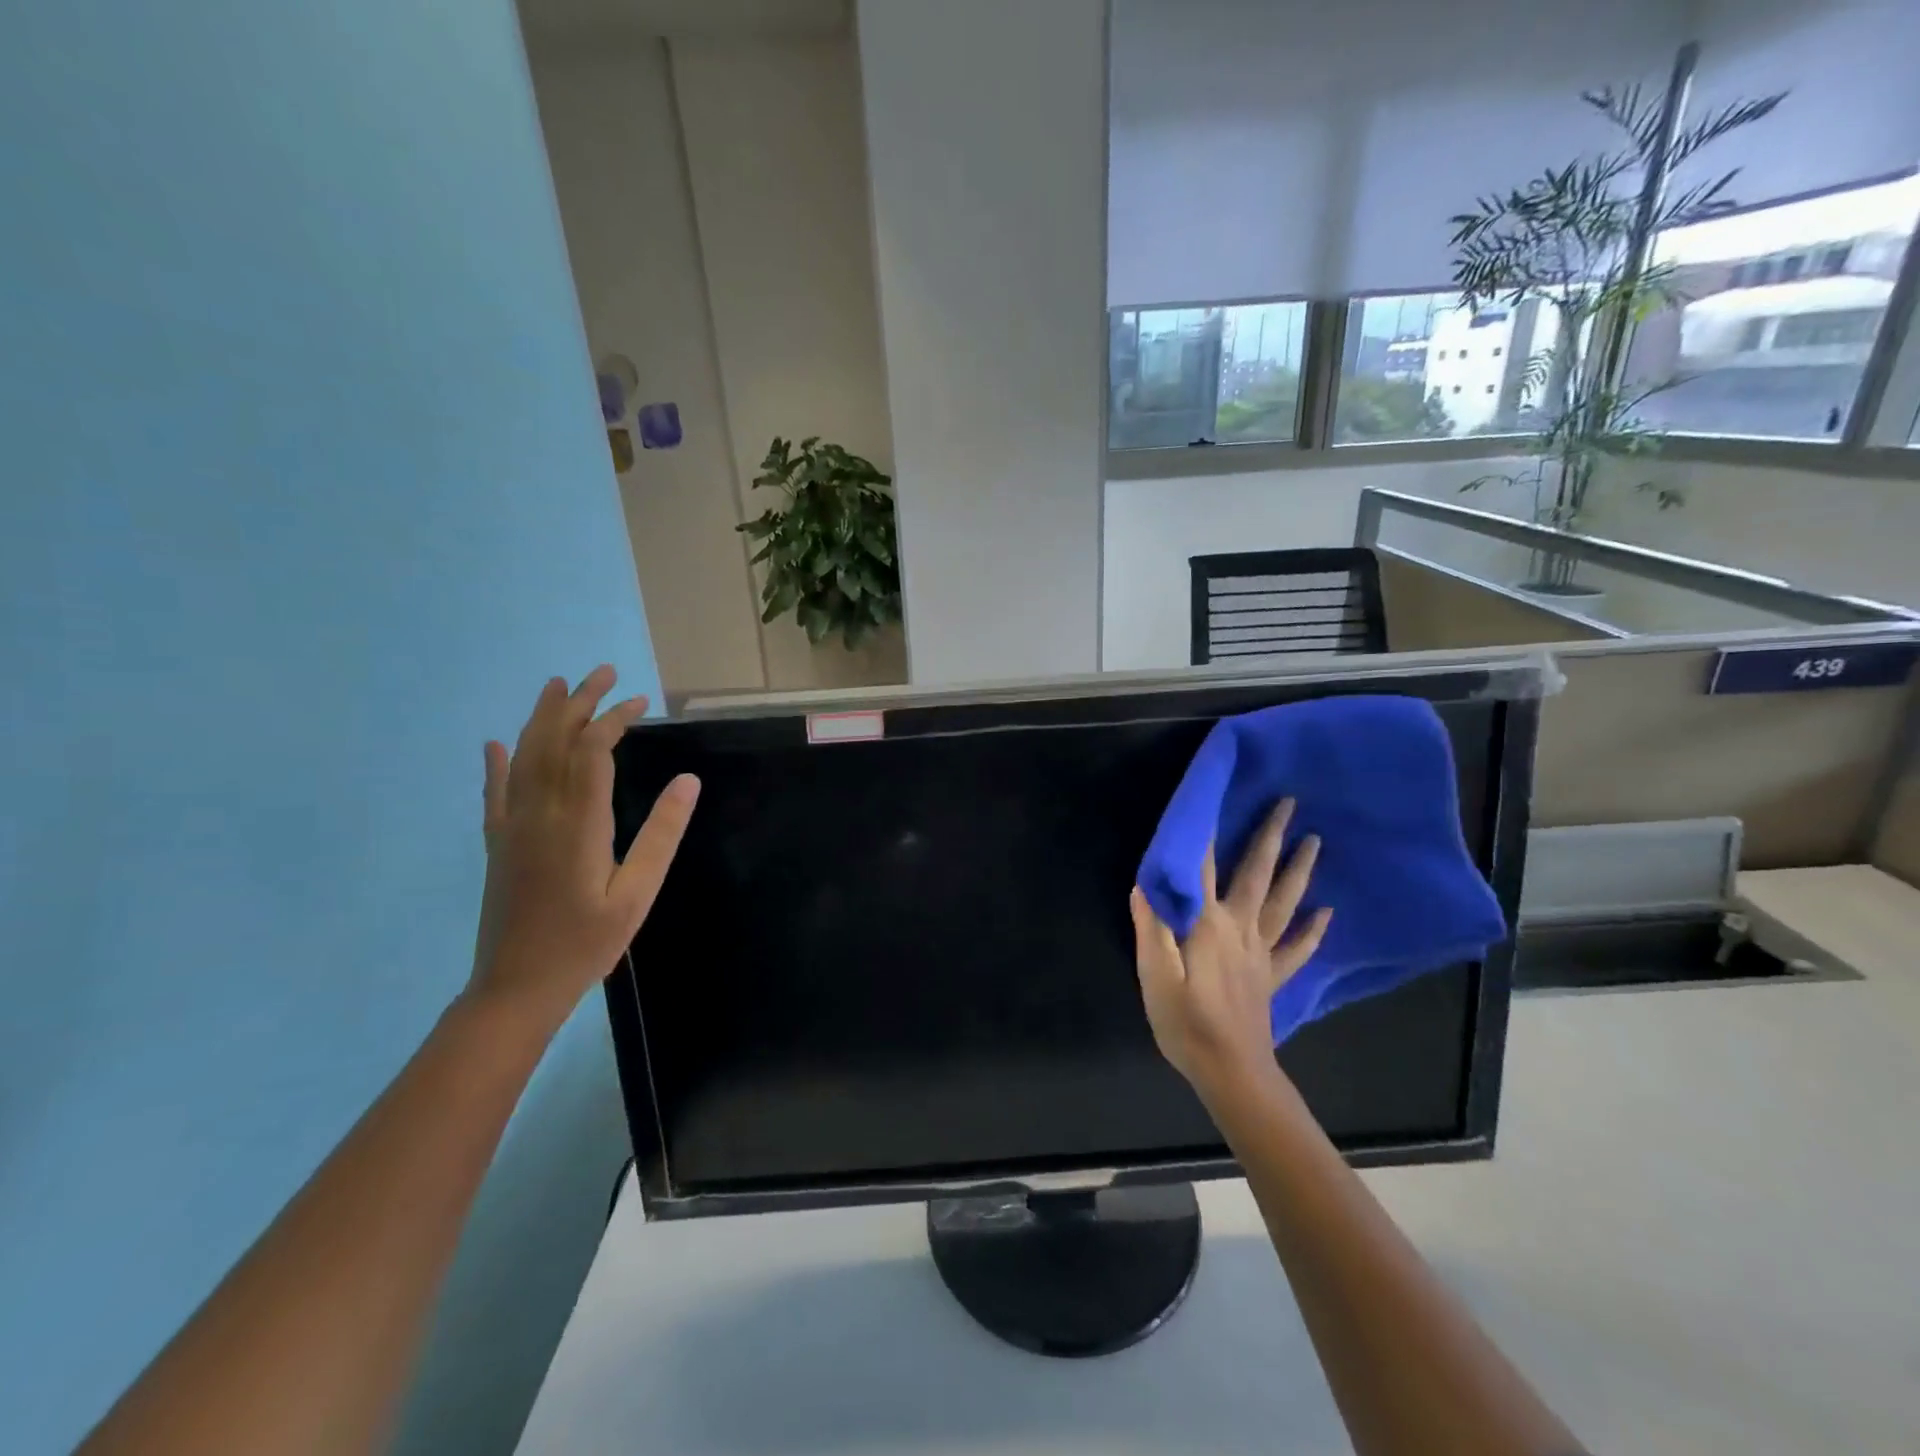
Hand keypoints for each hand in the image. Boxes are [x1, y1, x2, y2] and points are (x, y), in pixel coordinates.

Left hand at [469, 666, 698, 1031]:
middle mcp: (538, 814)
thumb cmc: (586, 943)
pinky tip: (496, 743)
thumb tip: (687, 782)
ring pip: (524, 757)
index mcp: (577, 824)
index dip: (613, 720)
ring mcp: (511, 827)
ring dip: (542, 718)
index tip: (639, 702)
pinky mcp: (497, 843)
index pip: (592, 752)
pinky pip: (495, 792)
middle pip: (554, 742)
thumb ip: (661, 835)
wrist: (515, 988)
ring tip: (558, 686)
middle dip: (578, 703)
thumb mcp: (637, 894)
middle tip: (601, 672)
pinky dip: (497, 763)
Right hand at [1131, 798, 1330, 1106]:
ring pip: (1284, 902)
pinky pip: (1297, 949)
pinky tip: (1327, 914)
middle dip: (1270, 836)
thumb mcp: (1154, 973)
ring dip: (1299, 870)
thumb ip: (1152, 926)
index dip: (1208, 831)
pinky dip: (1313, 930)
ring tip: (1315, 841)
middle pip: (1256, 874)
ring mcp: (1261, 953)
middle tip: (1288, 803)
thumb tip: (1146, 882)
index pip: (1204, 868)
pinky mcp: (1271, 977)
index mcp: (1208, 924)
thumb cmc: (1185, 1021)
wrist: (1231, 1072)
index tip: (1216, 794)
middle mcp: (1240, 928)